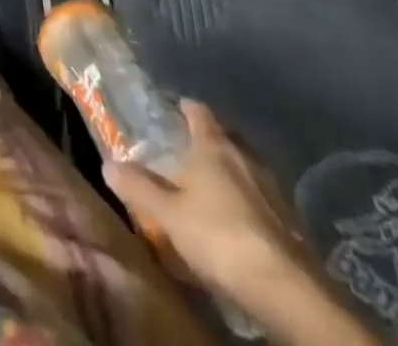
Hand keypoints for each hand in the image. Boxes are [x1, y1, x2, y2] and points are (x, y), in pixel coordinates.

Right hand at [105, 101, 317, 301]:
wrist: (285, 289)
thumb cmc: (219, 236)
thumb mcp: (168, 214)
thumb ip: (139, 187)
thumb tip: (107, 164)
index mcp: (213, 145)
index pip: (198, 111)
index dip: (185, 108)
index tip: (173, 110)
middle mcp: (244, 155)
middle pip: (224, 136)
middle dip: (207, 140)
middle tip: (186, 150)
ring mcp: (271, 187)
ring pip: (244, 166)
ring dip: (229, 171)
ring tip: (209, 186)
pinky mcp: (289, 219)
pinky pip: (261, 196)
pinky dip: (247, 198)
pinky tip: (236, 218)